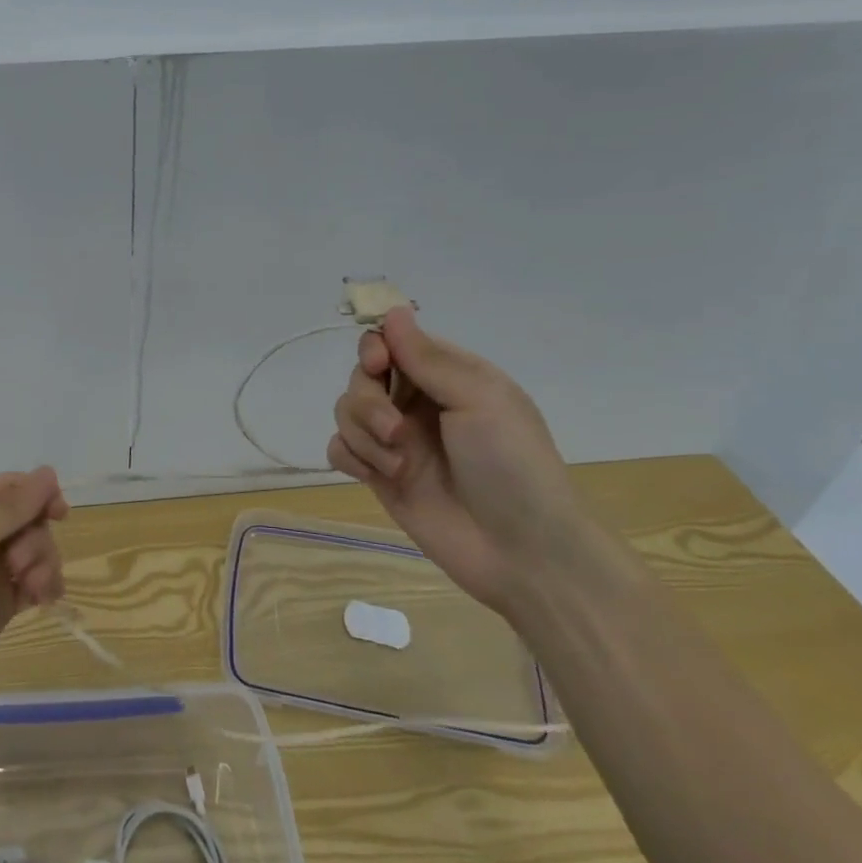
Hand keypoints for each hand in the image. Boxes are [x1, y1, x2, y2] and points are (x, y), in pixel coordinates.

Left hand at [0, 468, 68, 707]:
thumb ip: (11, 507)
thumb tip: (49, 471)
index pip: (12, 487)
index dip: (39, 495)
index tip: (59, 514)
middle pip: (30, 519)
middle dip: (35, 538)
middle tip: (18, 563)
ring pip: (37, 550)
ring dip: (43, 563)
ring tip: (32, 587)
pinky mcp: (1, 604)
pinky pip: (36, 583)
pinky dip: (45, 586)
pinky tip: (43, 599)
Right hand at [328, 307, 586, 613]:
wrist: (521, 551)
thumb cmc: (511, 465)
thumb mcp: (479, 400)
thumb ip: (428, 358)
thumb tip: (392, 311)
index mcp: (448, 377)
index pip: (394, 342)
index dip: (376, 348)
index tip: (379, 365)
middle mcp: (417, 402)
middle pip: (362, 376)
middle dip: (368, 400)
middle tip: (396, 430)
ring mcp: (396, 440)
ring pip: (346, 411)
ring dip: (364, 433)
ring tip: (399, 464)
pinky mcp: (379, 475)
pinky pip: (340, 449)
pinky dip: (351, 457)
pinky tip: (376, 476)